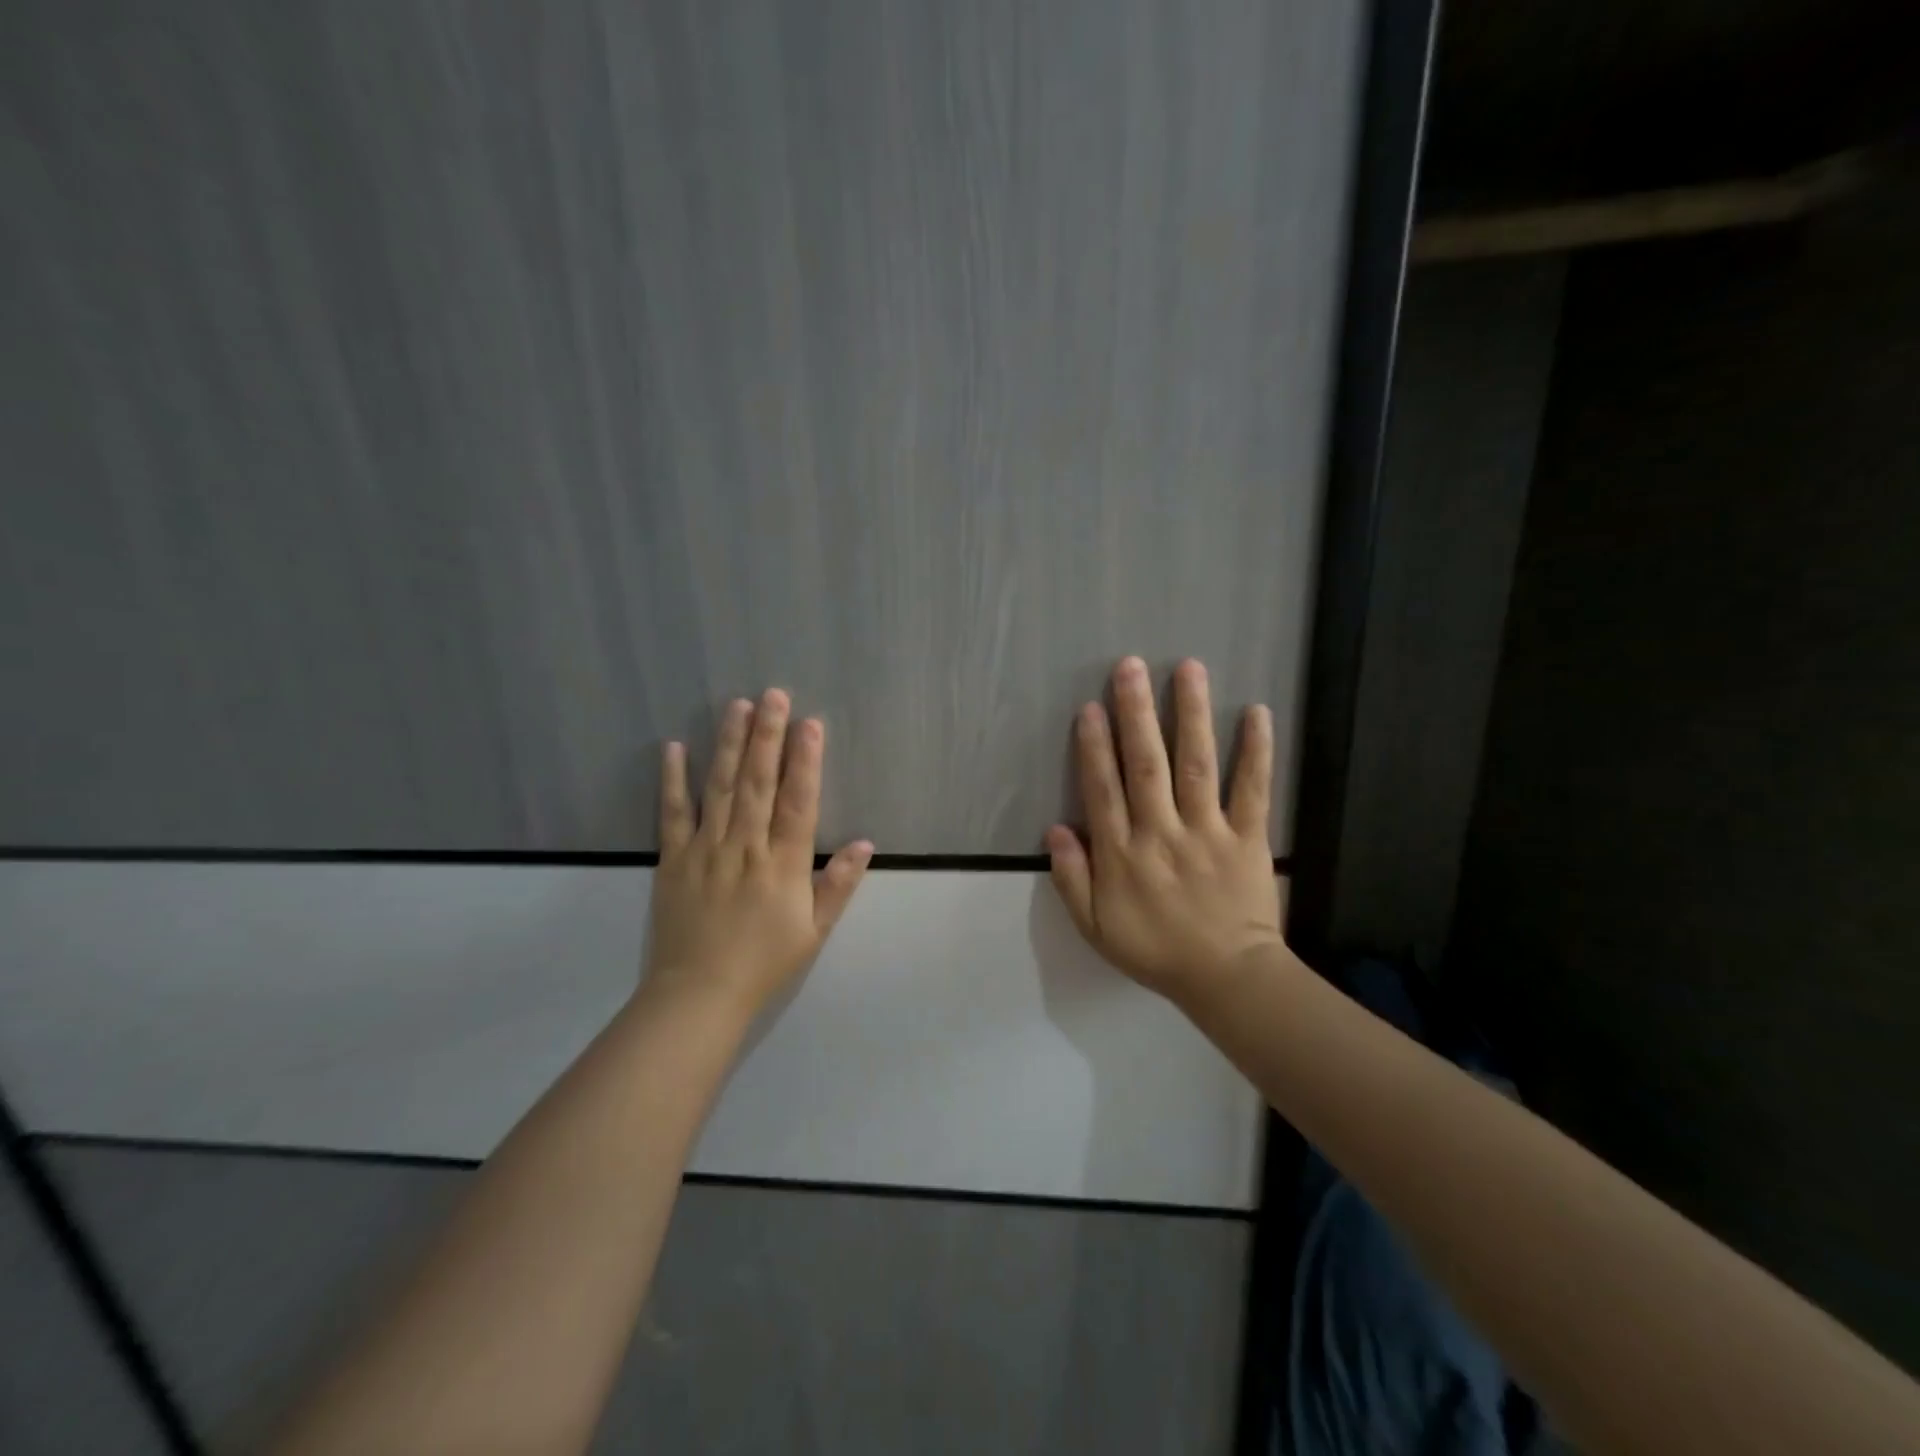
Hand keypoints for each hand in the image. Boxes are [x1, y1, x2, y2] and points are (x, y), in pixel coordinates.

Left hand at [646, 689, 872, 1016]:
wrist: (698, 995)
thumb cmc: (764, 963)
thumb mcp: (814, 930)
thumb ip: (838, 884)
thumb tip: (866, 844)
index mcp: (783, 863)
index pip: (797, 801)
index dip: (805, 761)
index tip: (810, 724)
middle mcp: (745, 846)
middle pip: (757, 782)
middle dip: (767, 736)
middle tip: (772, 695)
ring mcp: (705, 849)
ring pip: (719, 787)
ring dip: (728, 744)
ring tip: (736, 706)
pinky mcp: (673, 859)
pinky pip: (672, 813)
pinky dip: (673, 779)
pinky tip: (674, 747)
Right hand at [1047, 657, 1285, 1001]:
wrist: (1227, 978)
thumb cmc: (1156, 951)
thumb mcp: (1096, 927)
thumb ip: (1072, 879)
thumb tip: (1055, 829)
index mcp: (1122, 854)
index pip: (1102, 789)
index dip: (1094, 746)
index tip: (1090, 707)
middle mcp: (1161, 832)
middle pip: (1145, 764)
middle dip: (1135, 713)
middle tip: (1130, 667)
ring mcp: (1207, 832)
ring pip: (1195, 765)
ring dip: (1190, 715)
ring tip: (1188, 669)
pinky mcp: (1247, 837)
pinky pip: (1252, 790)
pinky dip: (1256, 752)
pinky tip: (1256, 713)